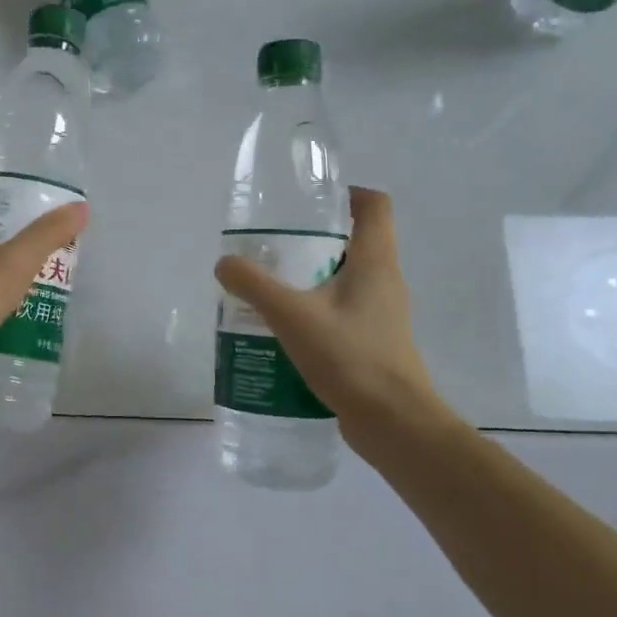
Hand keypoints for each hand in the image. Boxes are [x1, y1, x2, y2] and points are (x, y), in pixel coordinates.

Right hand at [214, 186, 450, 454]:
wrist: (393, 422)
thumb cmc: (349, 357)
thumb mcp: (291, 315)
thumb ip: (254, 285)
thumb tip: (224, 263)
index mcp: (375, 262)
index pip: (375, 206)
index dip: (347, 194)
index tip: (310, 201)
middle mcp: (385, 281)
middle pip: (354, 242)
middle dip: (314, 240)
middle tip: (272, 248)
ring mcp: (382, 315)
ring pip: (345, 280)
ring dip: (311, 279)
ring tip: (269, 289)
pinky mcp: (373, 343)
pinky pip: (342, 312)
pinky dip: (315, 311)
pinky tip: (282, 331)